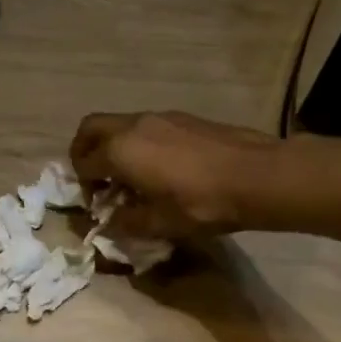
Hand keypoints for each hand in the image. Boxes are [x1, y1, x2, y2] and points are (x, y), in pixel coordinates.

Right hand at [70, 111, 277, 240]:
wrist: (257, 176)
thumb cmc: (202, 203)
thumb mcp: (160, 224)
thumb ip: (127, 223)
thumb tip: (112, 222)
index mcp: (120, 151)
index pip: (84, 163)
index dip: (84, 185)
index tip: (97, 204)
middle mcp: (133, 126)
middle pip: (91, 128)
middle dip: (84, 151)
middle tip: (95, 177)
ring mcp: (159, 117)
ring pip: (120, 125)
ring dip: (114, 146)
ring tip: (131, 177)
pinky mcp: (182, 118)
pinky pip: (145, 126)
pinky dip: (138, 142)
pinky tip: (160, 168)